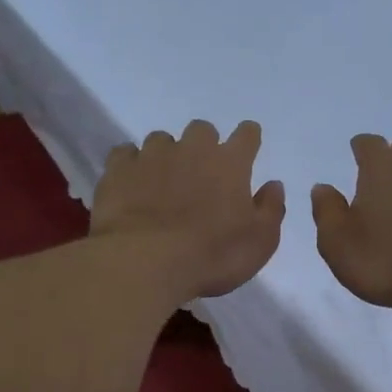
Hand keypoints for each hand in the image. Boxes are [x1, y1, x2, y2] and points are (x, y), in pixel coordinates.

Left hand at [92, 120, 286, 300]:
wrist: (145, 262)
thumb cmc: (212, 256)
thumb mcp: (259, 243)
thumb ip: (270, 209)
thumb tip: (273, 185)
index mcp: (230, 163)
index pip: (247, 135)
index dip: (248, 140)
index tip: (247, 149)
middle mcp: (191, 149)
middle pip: (202, 130)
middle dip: (204, 145)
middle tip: (201, 174)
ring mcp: (151, 156)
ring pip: (161, 139)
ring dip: (166, 155)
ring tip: (162, 183)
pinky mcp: (118, 170)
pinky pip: (125, 154)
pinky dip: (131, 165)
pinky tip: (131, 183)